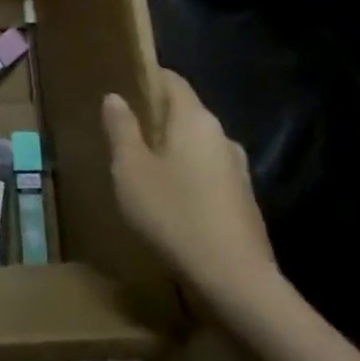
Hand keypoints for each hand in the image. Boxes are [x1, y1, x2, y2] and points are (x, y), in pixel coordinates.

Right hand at [103, 68, 280, 313]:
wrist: (236, 282)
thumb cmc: (174, 214)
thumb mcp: (130, 170)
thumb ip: (121, 129)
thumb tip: (115, 97)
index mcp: (194, 119)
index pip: (172, 80)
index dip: (147, 78)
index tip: (122, 87)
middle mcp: (221, 135)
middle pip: (185, 113)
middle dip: (156, 118)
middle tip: (123, 133)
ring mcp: (238, 169)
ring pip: (197, 146)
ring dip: (172, 151)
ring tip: (143, 169)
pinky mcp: (244, 201)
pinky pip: (208, 174)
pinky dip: (188, 177)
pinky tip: (170, 201)